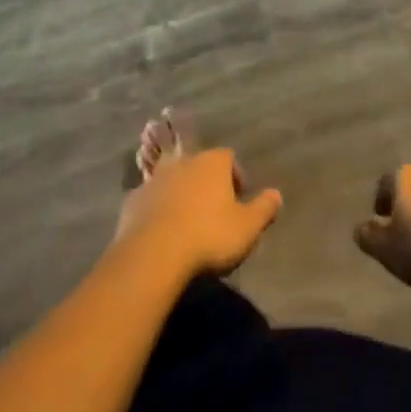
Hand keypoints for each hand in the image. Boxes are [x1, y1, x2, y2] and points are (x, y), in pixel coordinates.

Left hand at [116, 148, 281, 281]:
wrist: (154, 253)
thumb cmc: (208, 236)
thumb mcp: (247, 227)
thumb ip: (264, 209)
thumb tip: (277, 194)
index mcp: (212, 162)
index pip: (229, 158)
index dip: (235, 176)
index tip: (239, 199)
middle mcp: (183, 161)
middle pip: (199, 166)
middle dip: (206, 183)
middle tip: (213, 211)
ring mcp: (155, 179)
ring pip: (172, 181)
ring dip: (180, 195)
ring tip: (186, 222)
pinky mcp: (133, 200)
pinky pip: (150, 200)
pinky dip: (157, 210)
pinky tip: (161, 233)